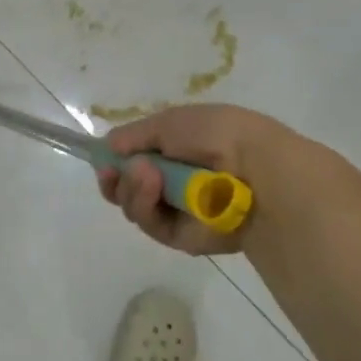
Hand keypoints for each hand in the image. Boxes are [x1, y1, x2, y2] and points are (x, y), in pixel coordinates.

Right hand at [96, 103, 312, 254]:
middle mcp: (176, 181)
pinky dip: (146, 205)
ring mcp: (179, 211)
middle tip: (113, 171)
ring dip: (132, 188)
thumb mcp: (169, 121)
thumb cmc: (216, 134)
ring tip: (146, 174)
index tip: (103, 159)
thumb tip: (108, 148)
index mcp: (178, 149)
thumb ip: (133, 135)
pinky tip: (152, 186)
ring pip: (134, 206)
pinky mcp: (183, 238)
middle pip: (128, 187)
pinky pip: (151, 224)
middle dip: (117, 178)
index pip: (135, 159)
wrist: (256, 169)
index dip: (115, 160)